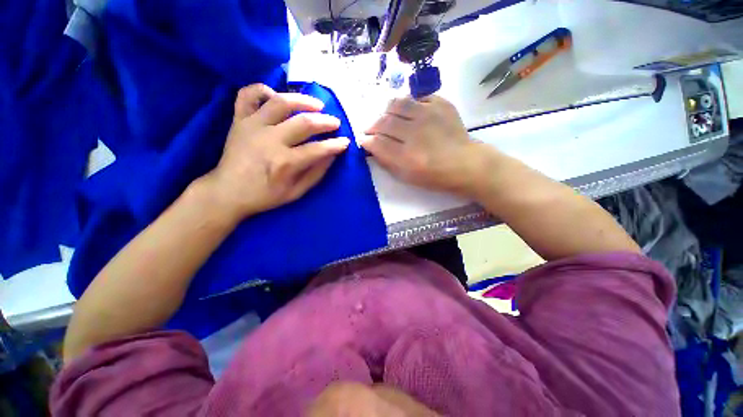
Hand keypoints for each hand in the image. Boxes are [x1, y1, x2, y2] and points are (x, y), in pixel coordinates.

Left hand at [201, 84, 349, 220]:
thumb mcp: (296, 192)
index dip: (336, 144)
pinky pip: (248, 95)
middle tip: (335, 123)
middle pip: (304, 122)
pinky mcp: (239, 120)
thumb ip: (316, 173)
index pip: (318, 149)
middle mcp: (270, 140)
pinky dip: (263, 90)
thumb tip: (332, 155)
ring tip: (317, 105)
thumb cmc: (265, 196)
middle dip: (326, 121)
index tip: (346, 141)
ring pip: (281, 102)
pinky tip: (276, 96)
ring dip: (303, 100)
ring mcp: (252, 126)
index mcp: (285, 163)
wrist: (227, 192)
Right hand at [361, 95, 487, 196]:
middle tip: (372, 130)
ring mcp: (429, 115)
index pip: (377, 142)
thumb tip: (371, 146)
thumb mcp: (407, 177)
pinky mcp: (441, 104)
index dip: (366, 140)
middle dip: (372, 126)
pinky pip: (416, 97)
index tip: (363, 140)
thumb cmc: (434, 176)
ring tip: (388, 119)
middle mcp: (416, 133)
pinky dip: (408, 104)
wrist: (465, 163)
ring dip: (387, 111)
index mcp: (408, 157)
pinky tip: (409, 113)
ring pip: (397, 103)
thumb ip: (386, 161)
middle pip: (384, 121)